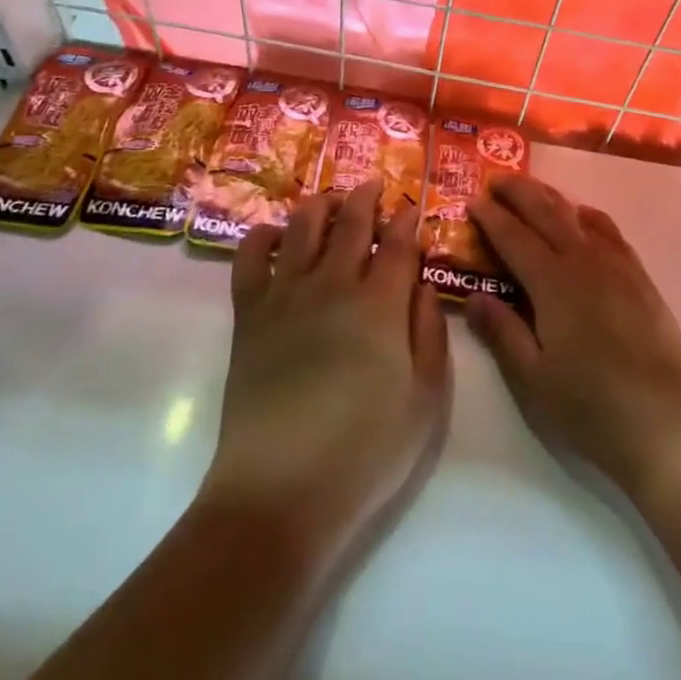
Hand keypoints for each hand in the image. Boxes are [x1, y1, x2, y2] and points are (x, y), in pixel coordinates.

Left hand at [200, 180, 448, 563]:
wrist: (279, 495)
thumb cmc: (364, 453)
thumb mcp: (425, 401)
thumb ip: (431, 334)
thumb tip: (424, 286)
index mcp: (380, 304)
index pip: (398, 243)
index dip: (407, 219)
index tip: (413, 206)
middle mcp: (333, 284)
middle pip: (351, 222)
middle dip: (367, 197)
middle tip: (375, 184)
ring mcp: (286, 295)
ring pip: (303, 225)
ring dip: (321, 204)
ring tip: (332, 200)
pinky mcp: (250, 315)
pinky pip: (250, 257)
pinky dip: (262, 236)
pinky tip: (275, 235)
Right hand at [466, 175, 680, 499]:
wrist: (667, 422)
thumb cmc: (591, 406)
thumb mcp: (532, 379)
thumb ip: (502, 332)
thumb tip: (474, 296)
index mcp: (552, 281)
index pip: (513, 236)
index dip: (490, 217)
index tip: (470, 201)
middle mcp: (583, 260)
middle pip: (546, 212)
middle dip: (518, 192)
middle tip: (495, 181)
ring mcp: (616, 265)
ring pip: (577, 214)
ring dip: (550, 197)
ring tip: (532, 191)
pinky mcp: (640, 277)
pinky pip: (609, 231)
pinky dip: (588, 216)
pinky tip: (583, 219)